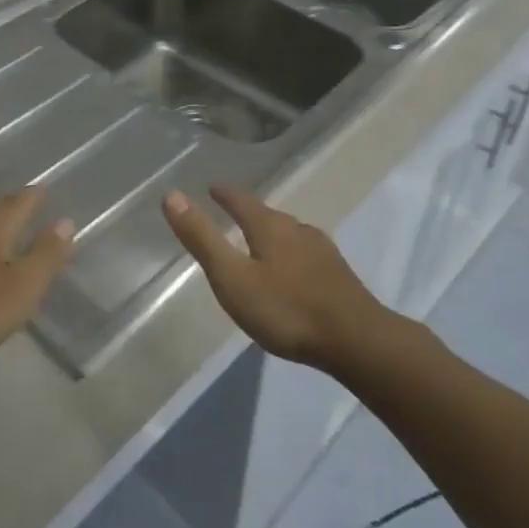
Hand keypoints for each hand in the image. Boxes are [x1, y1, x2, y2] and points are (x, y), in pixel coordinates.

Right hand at [163, 185, 393, 373]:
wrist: (357, 340)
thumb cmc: (286, 309)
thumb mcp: (233, 277)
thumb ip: (203, 238)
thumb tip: (172, 195)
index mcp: (270, 227)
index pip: (242, 200)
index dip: (225, 193)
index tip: (212, 187)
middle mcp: (297, 230)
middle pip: (268, 215)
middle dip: (248, 213)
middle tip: (231, 213)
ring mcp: (322, 252)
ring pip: (289, 234)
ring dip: (271, 233)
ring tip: (258, 242)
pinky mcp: (337, 275)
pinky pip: (304, 254)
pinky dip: (289, 254)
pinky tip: (291, 272)